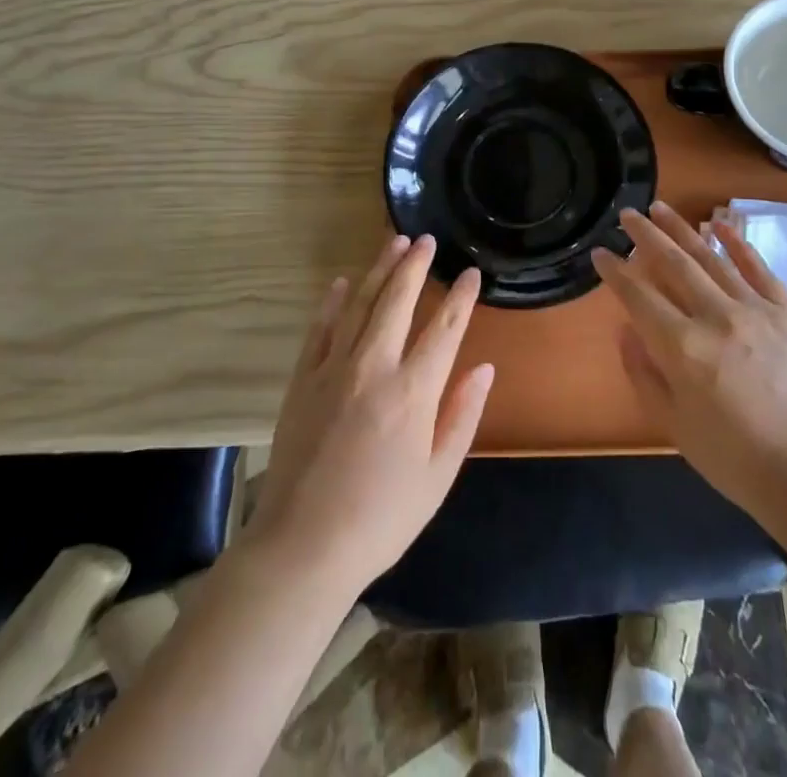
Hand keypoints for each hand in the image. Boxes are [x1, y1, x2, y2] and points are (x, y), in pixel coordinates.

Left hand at [246, 234, 493, 595]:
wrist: (302, 547)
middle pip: (397, 301)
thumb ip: (462, 416)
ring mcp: (333, 369)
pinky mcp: (302, 380)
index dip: (460, 297)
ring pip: (359, 304)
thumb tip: (484, 368)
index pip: (444, 329)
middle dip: (415, 265)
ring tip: (393, 241)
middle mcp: (374, 367)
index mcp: (413, 392)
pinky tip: (339, 283)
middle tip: (426, 238)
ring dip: (378, 270)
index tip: (471, 273)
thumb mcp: (437, 477)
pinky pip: (319, 329)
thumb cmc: (381, 518)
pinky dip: (331, 302)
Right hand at [590, 202, 786, 523]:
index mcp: (684, 348)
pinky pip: (758, 268)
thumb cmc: (735, 459)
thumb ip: (644, 373)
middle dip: (644, 236)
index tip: (600, 252)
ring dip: (682, 228)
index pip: (639, 297)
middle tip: (626, 214)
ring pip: (711, 257)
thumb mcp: (674, 425)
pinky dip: (736, 243)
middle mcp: (717, 317)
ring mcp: (757, 310)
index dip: (615, 272)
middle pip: (673, 264)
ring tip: (660, 207)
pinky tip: (718, 223)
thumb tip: (625, 328)